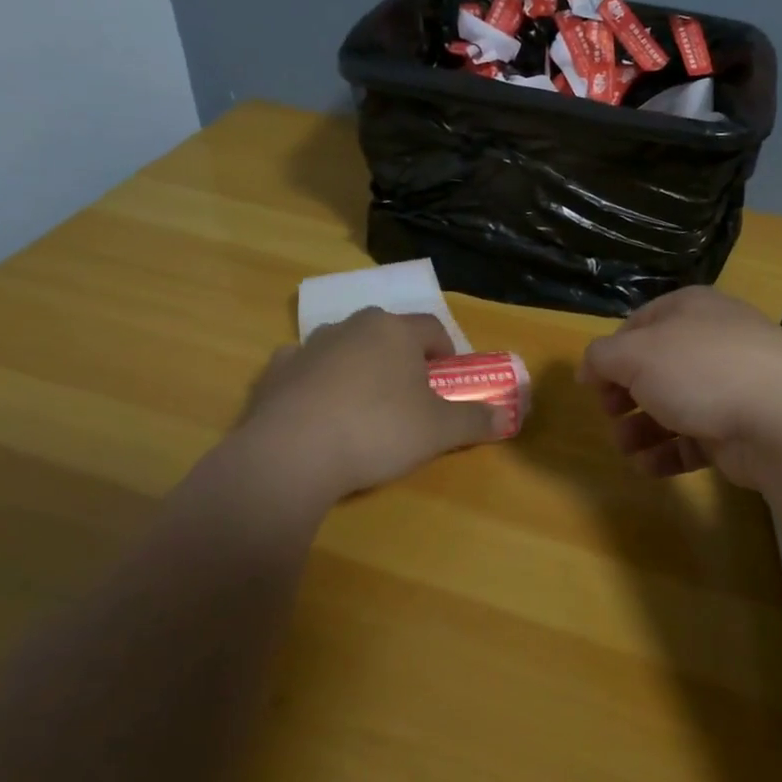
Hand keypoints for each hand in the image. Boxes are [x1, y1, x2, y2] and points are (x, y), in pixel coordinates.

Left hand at [232, 308, 503, 503]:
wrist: (291, 454)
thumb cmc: (378, 430)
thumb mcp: (440, 431)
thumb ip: (475, 420)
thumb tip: (506, 416)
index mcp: (395, 330)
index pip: (433, 329)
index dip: (448, 352)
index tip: (450, 380)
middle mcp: (352, 326)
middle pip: (388, 334)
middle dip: (403, 359)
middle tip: (411, 396)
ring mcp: (309, 346)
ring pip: (347, 349)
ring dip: (361, 368)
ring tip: (366, 409)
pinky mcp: (275, 372)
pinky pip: (307, 370)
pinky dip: (318, 384)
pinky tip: (321, 414)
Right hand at [578, 288, 781, 489]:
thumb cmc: (701, 370)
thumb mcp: (636, 354)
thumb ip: (602, 357)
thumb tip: (589, 368)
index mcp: (689, 309)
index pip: (638, 325)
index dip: (610, 354)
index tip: (591, 385)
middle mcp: (711, 340)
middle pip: (655, 368)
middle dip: (625, 396)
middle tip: (609, 416)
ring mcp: (731, 384)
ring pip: (674, 405)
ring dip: (642, 429)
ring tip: (626, 450)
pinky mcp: (741, 426)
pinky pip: (696, 438)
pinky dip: (670, 452)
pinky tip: (650, 467)